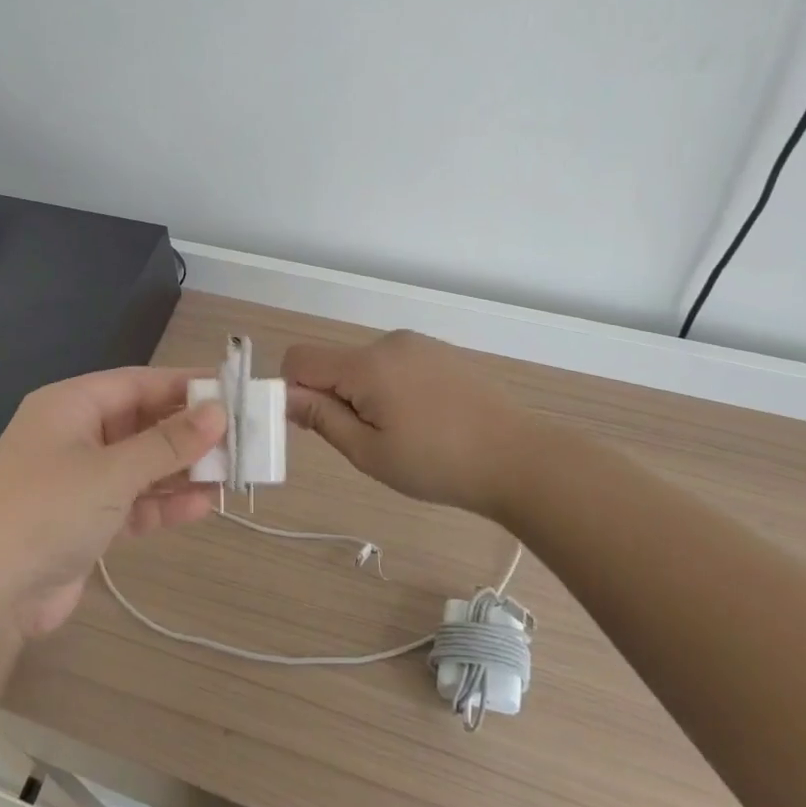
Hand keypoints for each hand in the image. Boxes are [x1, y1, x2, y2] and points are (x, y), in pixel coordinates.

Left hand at [0, 368, 225, 638]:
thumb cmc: (47, 509)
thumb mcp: (113, 471)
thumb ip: (168, 442)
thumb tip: (218, 412)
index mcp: (71, 405)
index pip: (139, 383)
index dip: (186, 385)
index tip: (232, 390)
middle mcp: (75, 436)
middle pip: (143, 423)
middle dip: (189, 433)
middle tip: (241, 438)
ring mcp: (78, 481)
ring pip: (142, 465)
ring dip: (183, 470)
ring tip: (232, 474)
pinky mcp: (84, 521)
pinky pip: (134, 501)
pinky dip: (164, 503)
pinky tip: (203, 506)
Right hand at [283, 330, 536, 517]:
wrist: (519, 458)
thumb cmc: (438, 464)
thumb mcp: (370, 453)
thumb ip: (322, 418)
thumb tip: (286, 396)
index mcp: (366, 364)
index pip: (300, 358)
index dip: (292, 390)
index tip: (313, 425)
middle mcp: (389, 343)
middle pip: (335, 362)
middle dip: (334, 397)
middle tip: (366, 441)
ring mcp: (419, 344)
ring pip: (365, 365)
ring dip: (365, 394)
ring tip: (402, 434)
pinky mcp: (441, 352)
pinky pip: (396, 364)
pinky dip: (392, 388)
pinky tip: (425, 420)